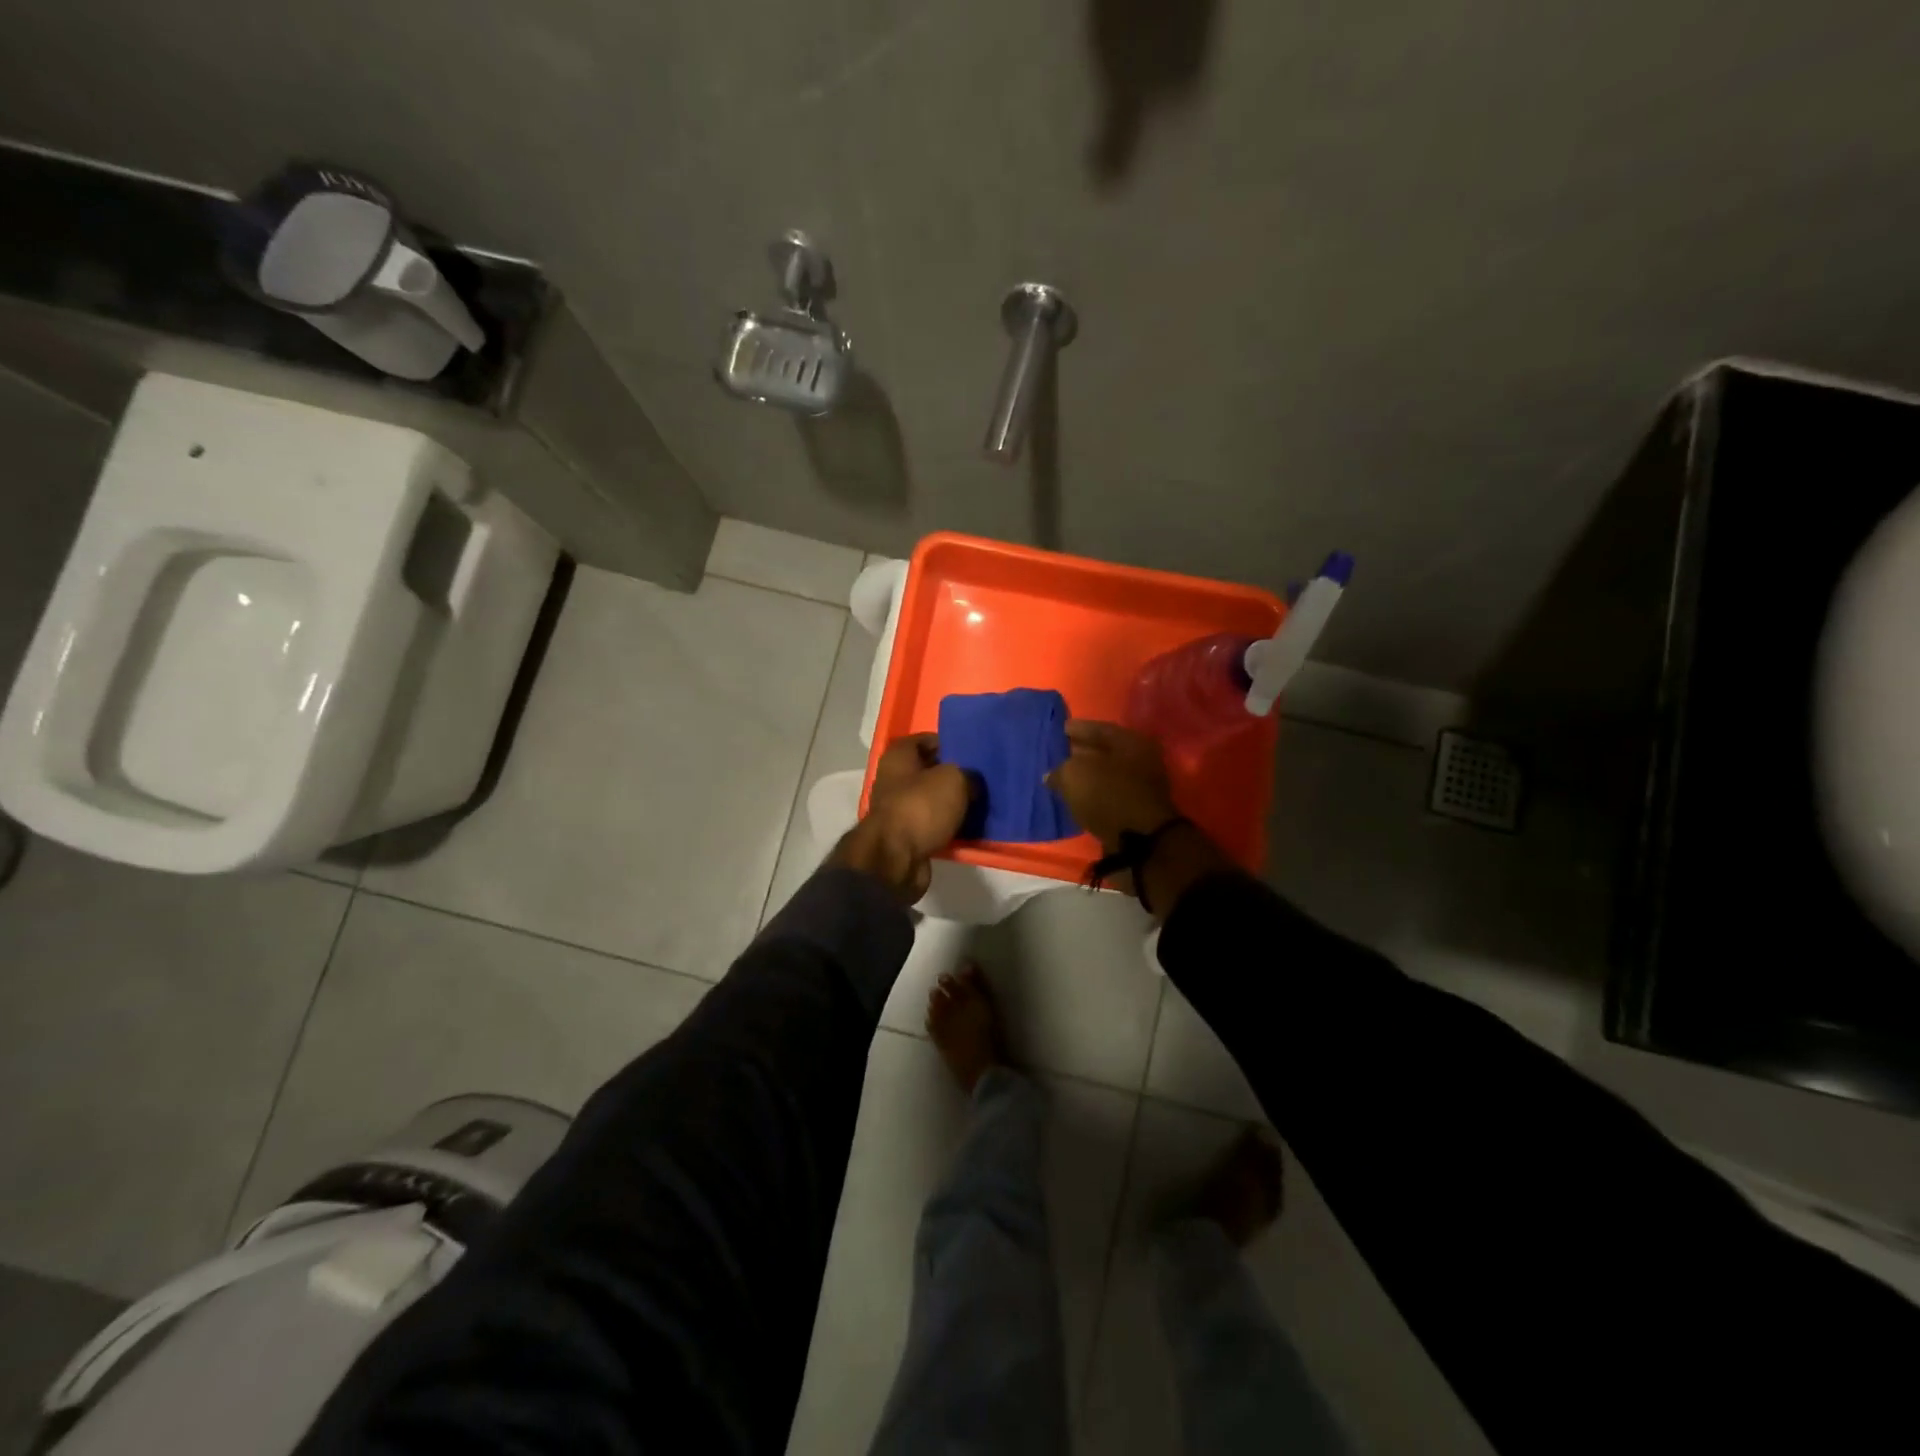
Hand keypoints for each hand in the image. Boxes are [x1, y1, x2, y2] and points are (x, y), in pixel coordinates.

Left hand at [830, 734, 972, 903]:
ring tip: (979, 804)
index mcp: (898, 756)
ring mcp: (897, 809)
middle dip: (952, 775)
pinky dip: (946, 826)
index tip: (971, 751)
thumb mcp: (954, 779)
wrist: (895, 858)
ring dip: (951, 803)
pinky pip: (931, 824)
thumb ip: (968, 774)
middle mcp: (893, 779)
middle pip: (927, 771)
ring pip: (930, 800)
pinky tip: (968, 828)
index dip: (948, 742)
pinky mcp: (904, 836)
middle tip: (980, 779)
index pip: (925, 739)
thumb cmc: (921, 807)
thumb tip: (972, 782)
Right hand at [1047, 720, 1230, 916]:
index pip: (1099, 728)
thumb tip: (1052, 774)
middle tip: (1057, 754)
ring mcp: (1141, 787)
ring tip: (1061, 778)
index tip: (1058, 730)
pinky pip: (1107, 796)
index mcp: (1131, 741)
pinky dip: (1091, 796)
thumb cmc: (1108, 796)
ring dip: (1086, 777)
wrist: (1140, 844)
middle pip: (1105, 752)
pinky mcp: (1135, 811)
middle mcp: (1141, 760)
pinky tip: (1074, 798)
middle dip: (1080, 753)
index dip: (1076, 729)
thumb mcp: (1074, 774)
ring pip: (1106, 775)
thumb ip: (1060, 769)